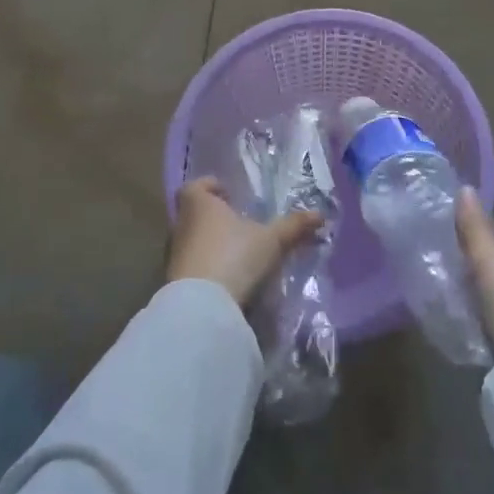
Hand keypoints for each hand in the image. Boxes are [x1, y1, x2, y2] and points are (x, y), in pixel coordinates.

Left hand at [169, 177, 324, 306]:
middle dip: (215, 218)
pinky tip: (227, 279)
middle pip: (195, 214)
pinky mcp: (173, 281)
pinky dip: (206, 268)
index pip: (197, 186)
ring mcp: (173, 254)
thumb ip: (294, 226)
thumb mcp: (272, 240)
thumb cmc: (234, 256)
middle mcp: (181, 224)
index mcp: (199, 204)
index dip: (212, 187)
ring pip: (193, 241)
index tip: (230, 196)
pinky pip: (191, 266)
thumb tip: (320, 214)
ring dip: (211, 245)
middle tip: (240, 225)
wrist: (200, 307)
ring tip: (238, 254)